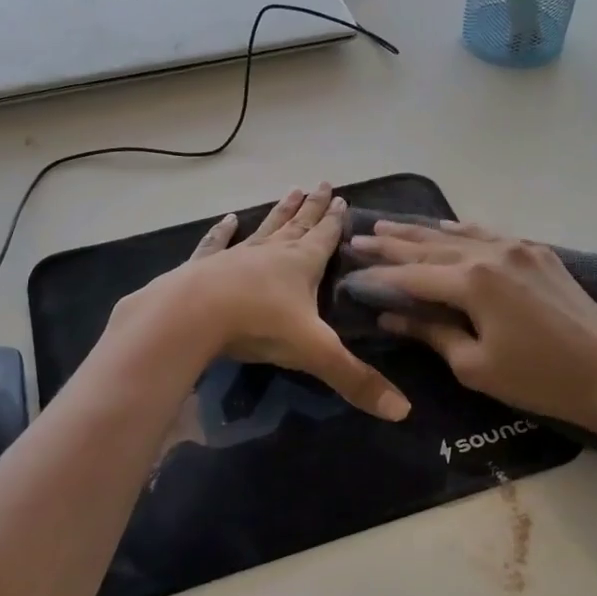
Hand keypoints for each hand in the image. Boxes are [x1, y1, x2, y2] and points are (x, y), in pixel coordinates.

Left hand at [126, 182, 410, 422]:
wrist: (193, 315)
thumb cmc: (259, 325)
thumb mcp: (315, 352)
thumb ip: (356, 379)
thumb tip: (403, 411)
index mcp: (301, 265)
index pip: (324, 238)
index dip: (335, 222)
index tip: (341, 198)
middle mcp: (272, 253)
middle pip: (297, 225)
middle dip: (312, 207)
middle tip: (321, 184)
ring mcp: (237, 255)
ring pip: (265, 228)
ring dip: (279, 212)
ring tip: (290, 191)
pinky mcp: (206, 266)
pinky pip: (218, 243)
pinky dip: (223, 231)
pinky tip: (228, 218)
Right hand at [348, 219, 596, 442]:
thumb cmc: (539, 378)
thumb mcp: (475, 365)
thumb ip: (431, 333)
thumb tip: (392, 315)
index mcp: (472, 281)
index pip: (411, 275)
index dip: (378, 276)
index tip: (349, 271)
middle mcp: (490, 253)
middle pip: (428, 246)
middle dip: (390, 244)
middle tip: (357, 237)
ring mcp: (517, 248)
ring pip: (456, 234)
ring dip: (420, 232)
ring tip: (387, 225)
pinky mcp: (538, 253)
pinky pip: (488, 234)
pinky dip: (460, 230)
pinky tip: (445, 225)